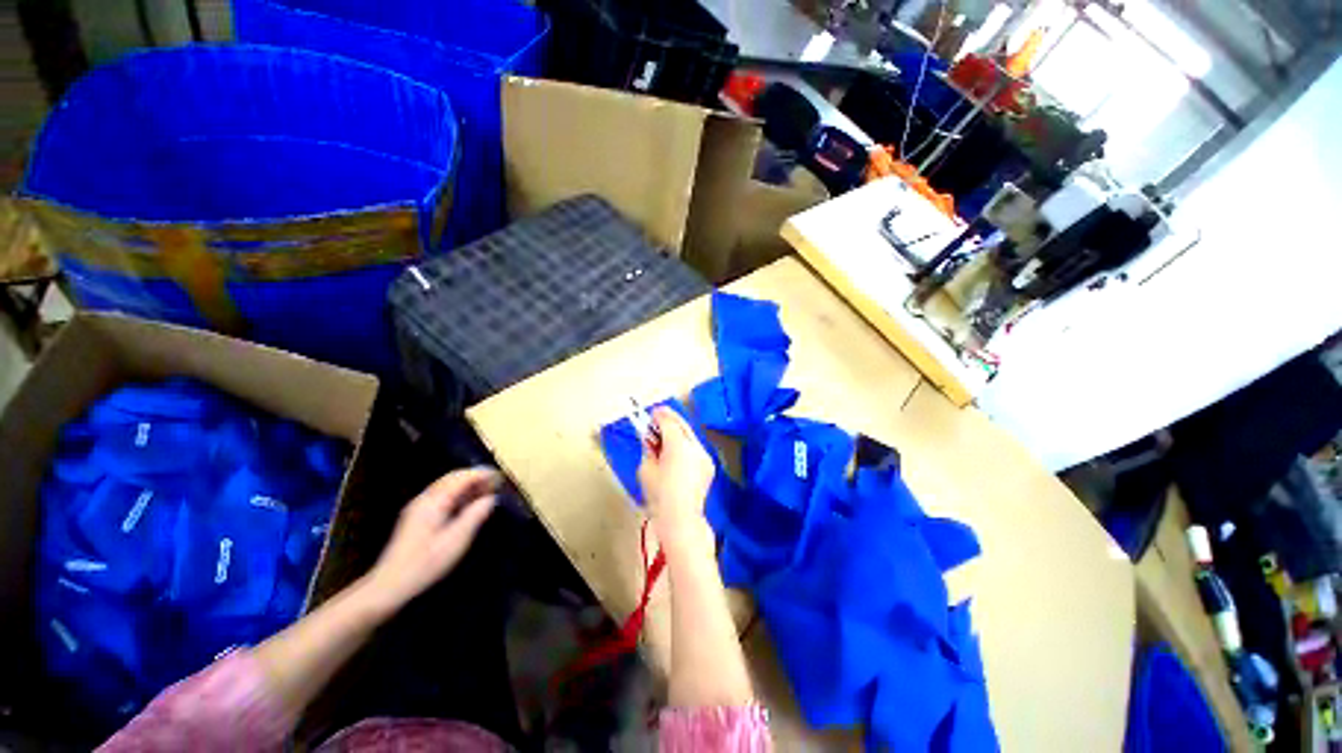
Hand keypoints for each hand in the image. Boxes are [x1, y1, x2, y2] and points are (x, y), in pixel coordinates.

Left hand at [359, 468, 498, 614]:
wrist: (390, 585)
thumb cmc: (426, 563)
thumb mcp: (456, 540)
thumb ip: (475, 515)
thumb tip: (490, 498)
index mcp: (433, 502)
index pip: (460, 478)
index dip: (481, 474)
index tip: (500, 477)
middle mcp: (424, 499)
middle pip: (452, 478)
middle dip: (475, 477)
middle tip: (495, 483)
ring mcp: (418, 508)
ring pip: (446, 486)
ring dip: (467, 485)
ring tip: (486, 492)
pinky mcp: (417, 517)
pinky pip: (441, 496)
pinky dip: (458, 494)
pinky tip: (468, 504)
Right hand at [637, 408, 714, 547]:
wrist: (681, 519)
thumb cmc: (660, 497)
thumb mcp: (646, 470)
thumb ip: (648, 450)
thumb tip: (650, 440)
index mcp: (678, 447)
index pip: (669, 423)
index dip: (660, 415)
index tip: (652, 412)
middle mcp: (695, 448)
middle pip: (683, 425)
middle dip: (670, 419)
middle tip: (658, 415)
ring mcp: (705, 456)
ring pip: (690, 435)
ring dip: (678, 431)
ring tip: (665, 433)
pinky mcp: (708, 465)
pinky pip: (695, 448)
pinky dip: (685, 444)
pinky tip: (676, 449)